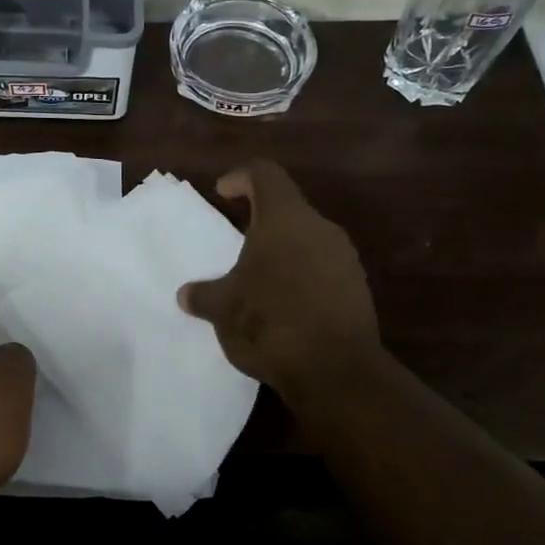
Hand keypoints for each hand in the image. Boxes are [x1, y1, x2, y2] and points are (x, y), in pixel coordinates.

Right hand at [177, 161, 379, 405]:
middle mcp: (320, 229)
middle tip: (236, 243)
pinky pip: (322, 270)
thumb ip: (203, 295)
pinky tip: (283, 308)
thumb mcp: (222, 308)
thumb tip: (187, 295)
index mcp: (285, 219)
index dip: (241, 178)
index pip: (265, 174)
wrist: (336, 371)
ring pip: (307, 241)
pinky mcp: (357, 289)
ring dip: (282, 253)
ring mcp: (344, 259)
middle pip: (288, 209)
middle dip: (260, 223)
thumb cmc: (270, 321)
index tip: (223, 193)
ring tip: (257, 281)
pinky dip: (300, 278)